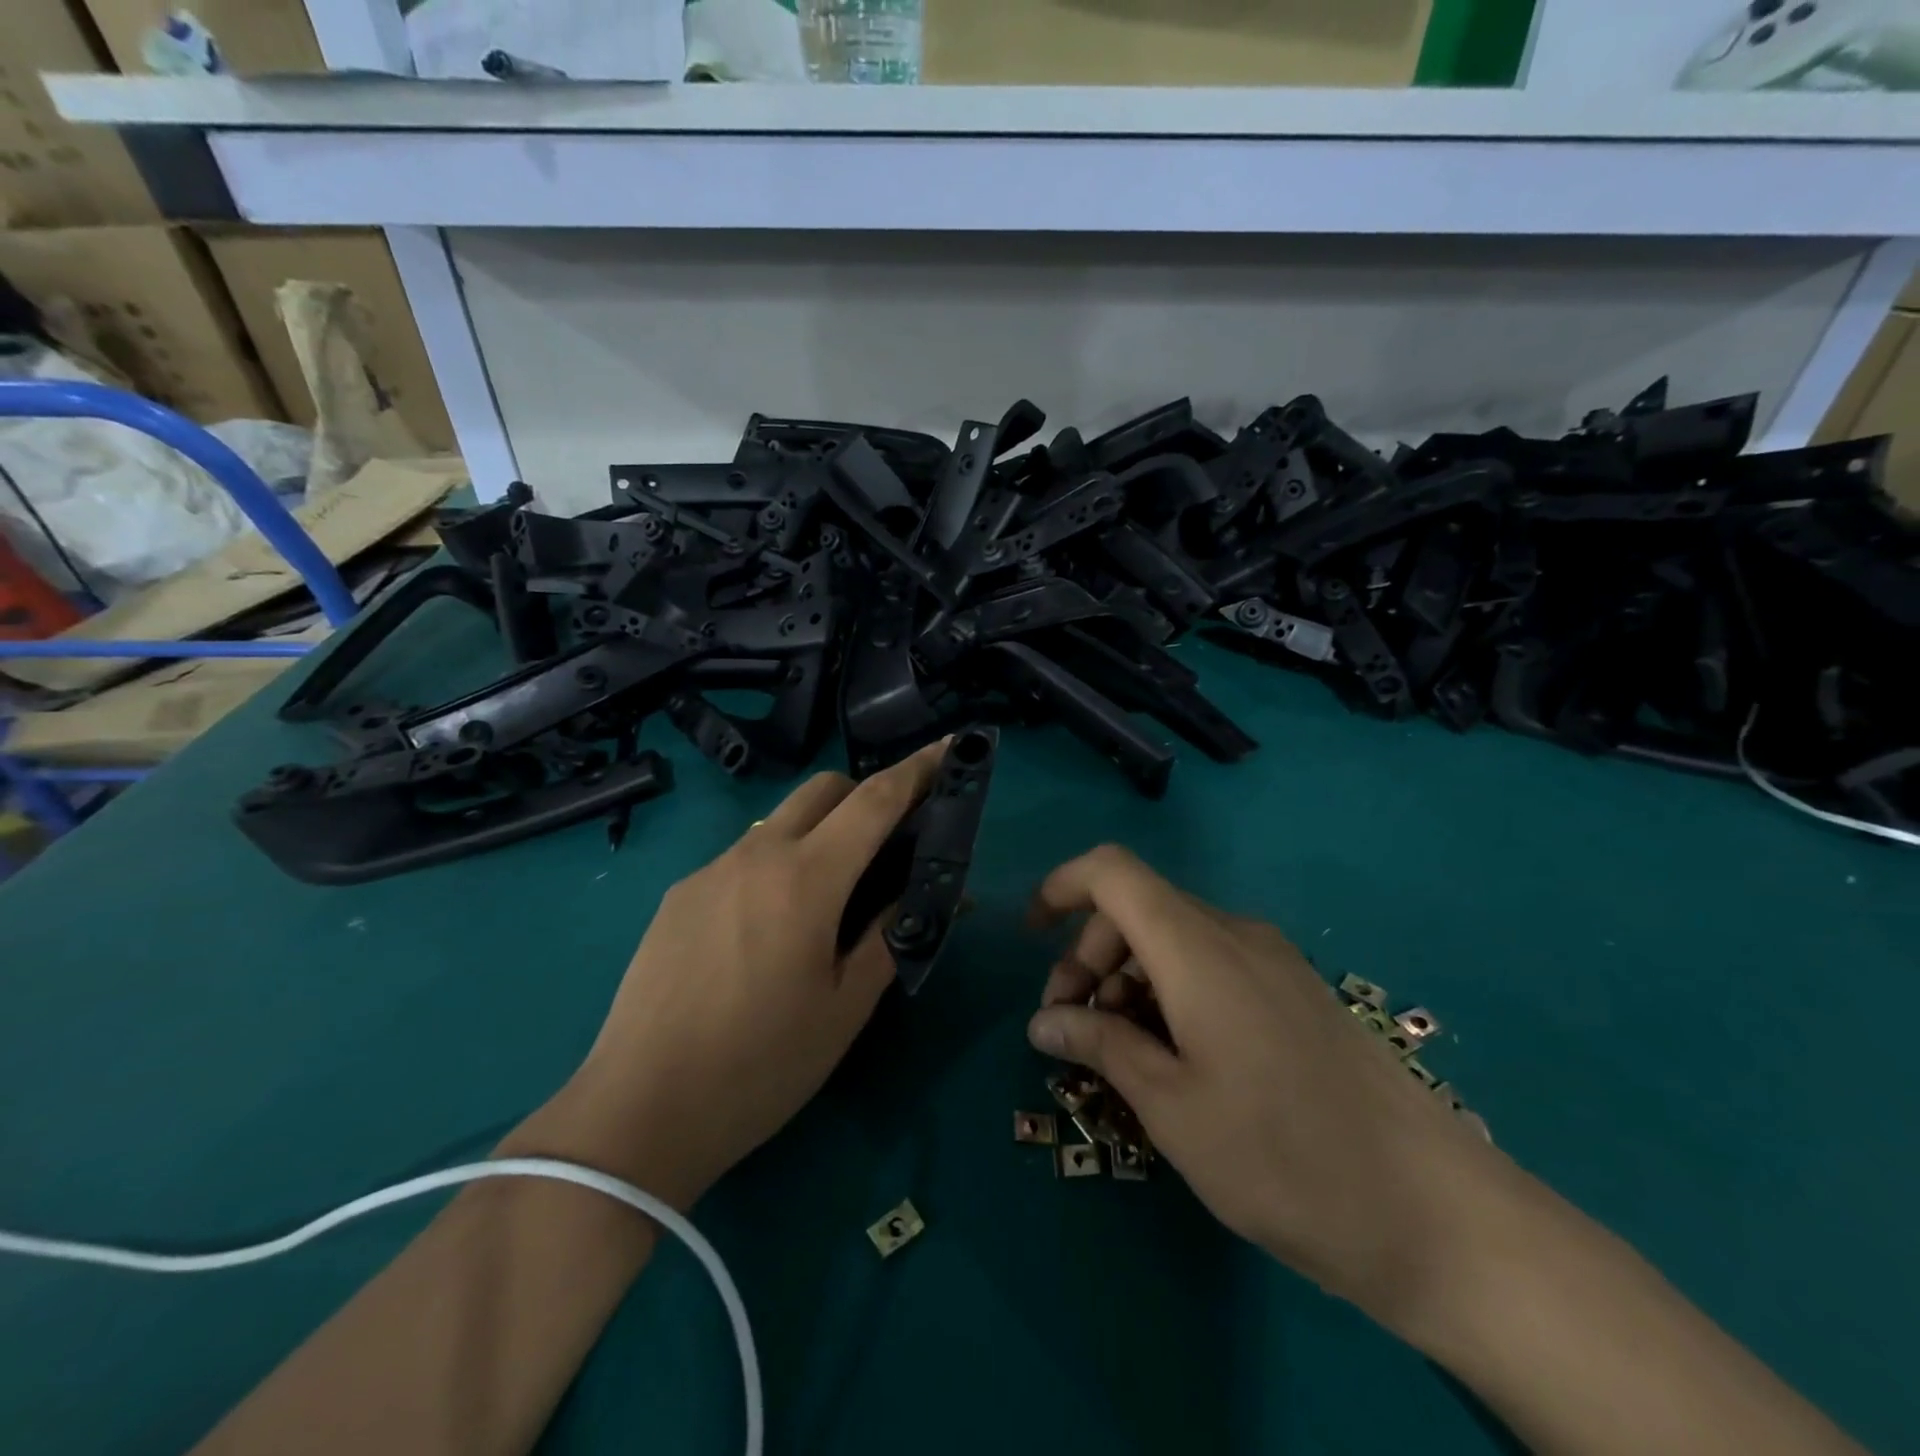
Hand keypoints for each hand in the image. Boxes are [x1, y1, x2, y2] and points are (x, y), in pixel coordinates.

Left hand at [556, 739, 951, 1208]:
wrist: (639, 1111)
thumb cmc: (761, 1065)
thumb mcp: (846, 1006)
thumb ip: (893, 935)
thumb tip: (942, 895)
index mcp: (806, 878)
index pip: (875, 800)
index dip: (919, 769)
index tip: (950, 749)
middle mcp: (755, 854)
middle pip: (824, 789)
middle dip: (866, 794)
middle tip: (891, 842)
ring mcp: (710, 871)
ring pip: (779, 819)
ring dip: (819, 830)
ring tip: (830, 895)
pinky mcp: (679, 895)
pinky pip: (743, 856)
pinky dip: (776, 863)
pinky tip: (770, 927)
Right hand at [1025, 845, 1514, 1334]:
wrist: (1437, 1216)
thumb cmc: (1284, 1158)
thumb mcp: (1171, 1107)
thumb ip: (1101, 1045)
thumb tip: (1044, 1020)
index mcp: (1198, 948)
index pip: (1112, 873)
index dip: (1061, 887)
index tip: (1030, 935)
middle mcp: (1235, 934)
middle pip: (1138, 909)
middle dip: (1089, 955)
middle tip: (1073, 1027)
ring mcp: (1272, 961)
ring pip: (1174, 939)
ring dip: (1129, 979)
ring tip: (1122, 1054)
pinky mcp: (1296, 991)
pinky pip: (1212, 964)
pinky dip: (1171, 991)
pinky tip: (1176, 1058)